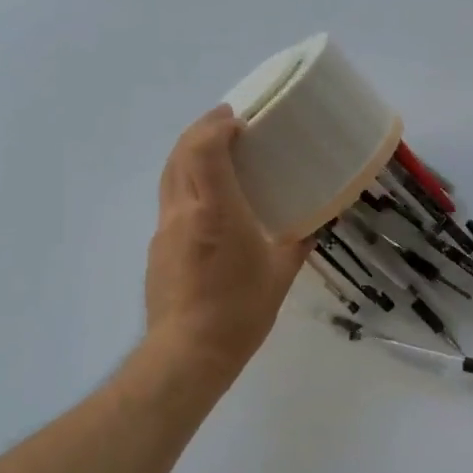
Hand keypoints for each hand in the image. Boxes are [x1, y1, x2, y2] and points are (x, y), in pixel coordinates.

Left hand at [143, 107, 308, 388]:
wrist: (188, 353)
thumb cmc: (239, 312)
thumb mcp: (279, 276)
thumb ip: (297, 244)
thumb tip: (315, 224)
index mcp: (215, 211)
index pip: (203, 149)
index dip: (217, 125)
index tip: (238, 120)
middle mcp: (183, 211)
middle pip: (180, 153)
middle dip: (201, 130)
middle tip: (228, 123)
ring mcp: (165, 229)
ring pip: (170, 175)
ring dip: (189, 153)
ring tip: (216, 152)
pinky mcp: (157, 247)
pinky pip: (170, 199)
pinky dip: (186, 181)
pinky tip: (207, 199)